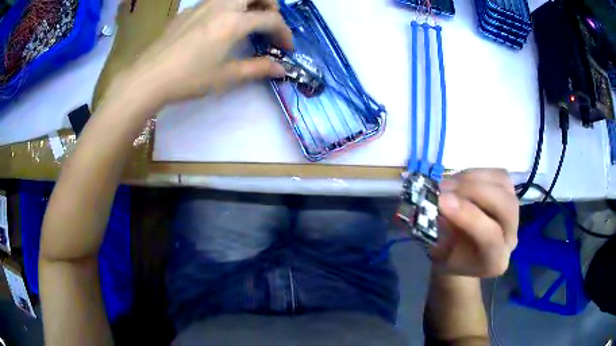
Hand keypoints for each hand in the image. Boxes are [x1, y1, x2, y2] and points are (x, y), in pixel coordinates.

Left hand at [119, 0, 292, 106]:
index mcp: (233, 22)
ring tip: (248, 20)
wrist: (149, 77)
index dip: (284, 33)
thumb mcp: (225, 76)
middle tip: (270, 22)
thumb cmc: (188, 79)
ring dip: (250, 2)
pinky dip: (230, 6)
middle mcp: (222, 6)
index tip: (286, 48)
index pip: (271, 19)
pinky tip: (221, 24)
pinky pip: (217, 0)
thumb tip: (281, 70)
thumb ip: (257, 69)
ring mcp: (203, 5)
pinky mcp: (189, 10)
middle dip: (271, 5)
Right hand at [431, 169, 518, 277]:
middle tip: (444, 188)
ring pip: (503, 186)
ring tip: (447, 183)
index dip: (467, 216)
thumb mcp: (439, 256)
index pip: (491, 237)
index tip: (441, 201)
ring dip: (473, 179)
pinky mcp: (509, 194)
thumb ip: (441, 235)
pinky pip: (499, 175)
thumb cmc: (449, 258)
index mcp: (495, 262)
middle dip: (475, 191)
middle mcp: (511, 238)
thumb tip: (433, 206)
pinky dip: (477, 172)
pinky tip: (459, 180)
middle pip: (506, 207)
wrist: (462, 254)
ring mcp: (514, 213)